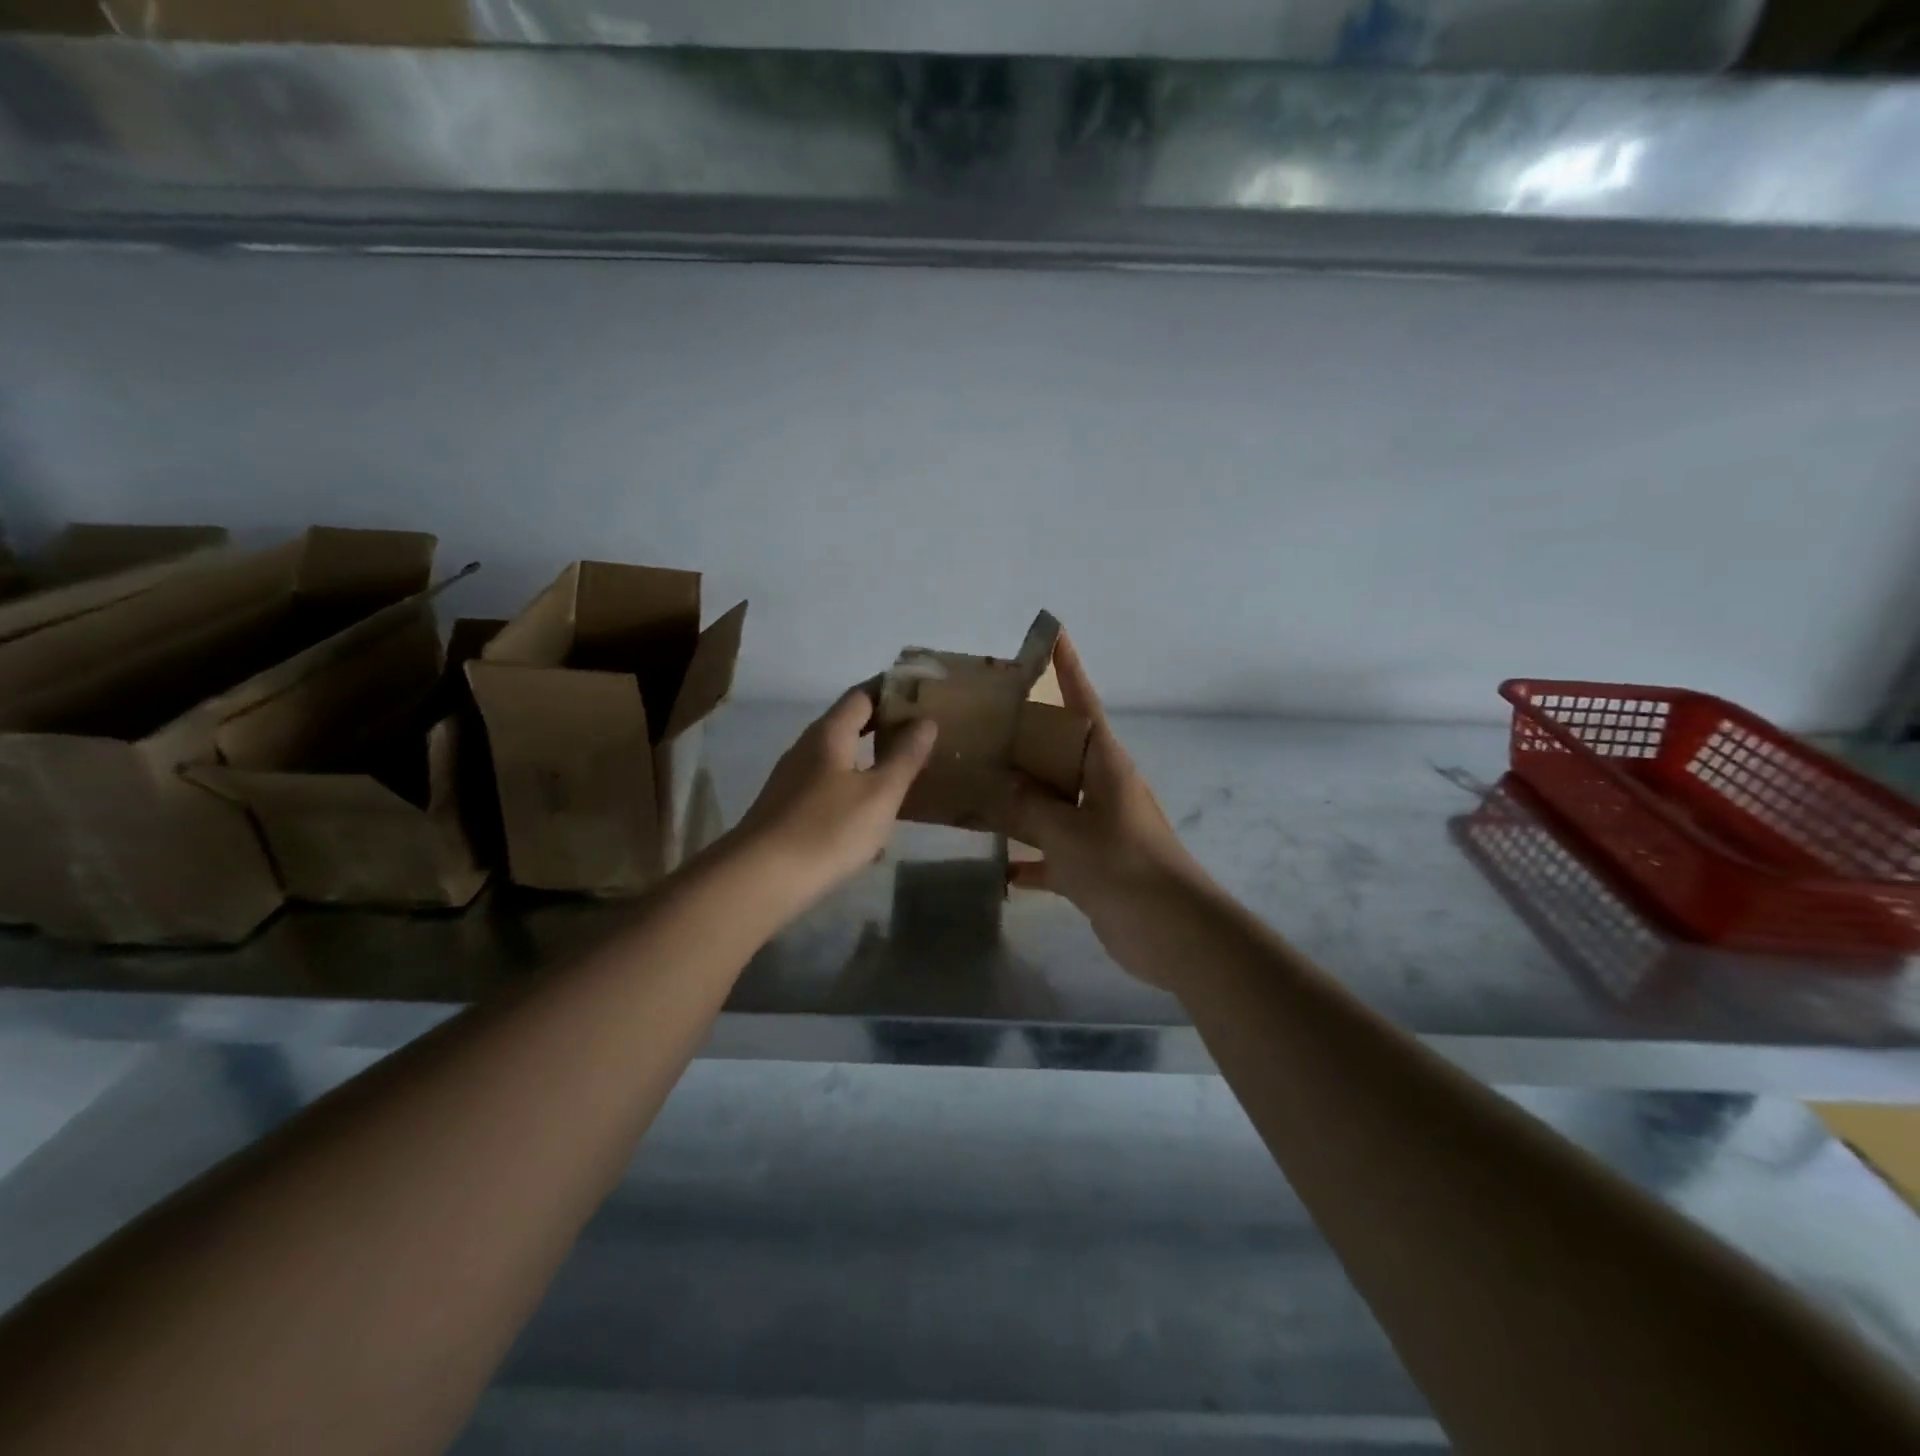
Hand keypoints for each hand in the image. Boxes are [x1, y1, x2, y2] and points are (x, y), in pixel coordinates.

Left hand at [728, 685, 937, 914]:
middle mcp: (807, 748)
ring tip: (906, 770)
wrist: (760, 880)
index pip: (862, 694)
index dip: (892, 689)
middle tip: (924, 732)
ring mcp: (794, 780)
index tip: (924, 692)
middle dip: (885, 725)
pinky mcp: (789, 809)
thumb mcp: (879, 794)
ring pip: (840, 757)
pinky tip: (873, 816)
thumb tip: (925, 720)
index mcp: (829, 734)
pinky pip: (830, 786)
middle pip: (849, 724)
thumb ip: (904, 756)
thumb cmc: (827, 829)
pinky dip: (856, 788)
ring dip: (871, 758)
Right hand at [1005, 634, 1212, 978]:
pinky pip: (1052, 854)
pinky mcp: (1093, 866)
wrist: (1172, 932)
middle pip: (1059, 752)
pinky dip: (1030, 861)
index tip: (1053, 634)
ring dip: (1021, 799)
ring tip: (977, 786)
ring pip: (1052, 802)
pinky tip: (999, 869)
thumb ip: (1030, 806)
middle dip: (1026, 737)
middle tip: (983, 722)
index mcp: (1105, 765)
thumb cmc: (1124, 866)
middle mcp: (1102, 788)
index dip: (1068, 669)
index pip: (1083, 704)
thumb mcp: (1068, 831)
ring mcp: (1098, 828)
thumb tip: (1001, 785)